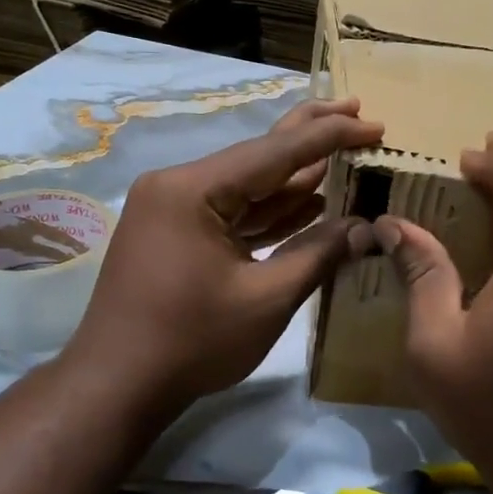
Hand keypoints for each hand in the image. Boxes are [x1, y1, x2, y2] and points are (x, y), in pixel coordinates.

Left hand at [64, 97, 381, 419]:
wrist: (118, 385)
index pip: (274, 152)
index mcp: (193, 189)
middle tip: (356, 108)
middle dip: (309, 136)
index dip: (329, 137)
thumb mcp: (266, 299)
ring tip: (343, 151)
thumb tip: (365, 227)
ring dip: (294, 177)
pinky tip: (310, 199)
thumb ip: (318, 254)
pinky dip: (270, 210)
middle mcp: (178, 187)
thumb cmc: (192, 342)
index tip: (373, 123)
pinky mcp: (177, 235)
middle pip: (256, 156)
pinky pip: (233, 214)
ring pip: (246, 186)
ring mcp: (174, 211)